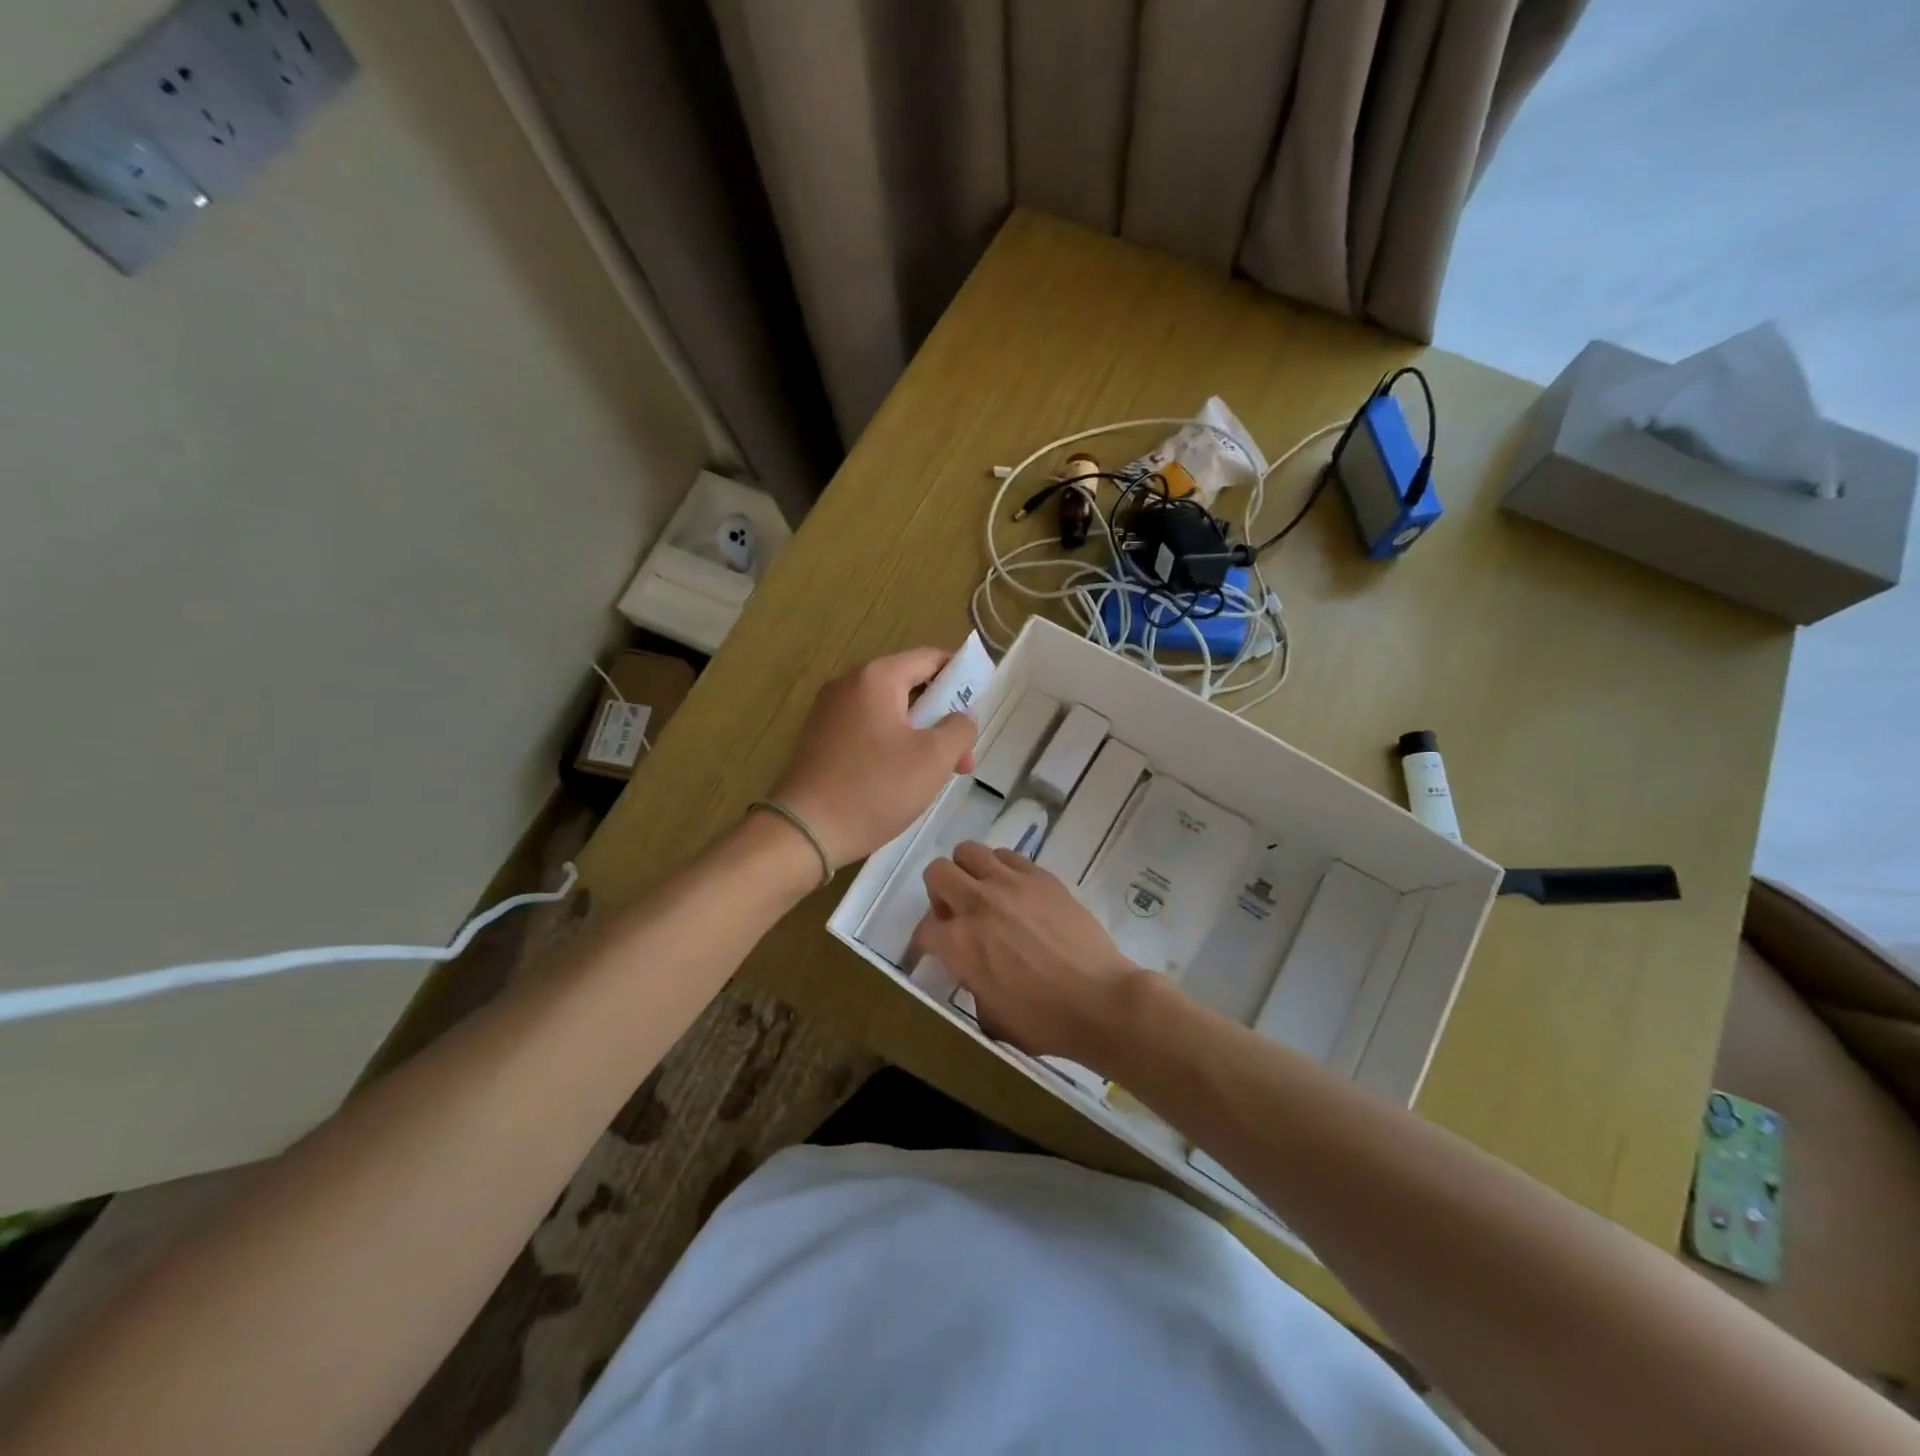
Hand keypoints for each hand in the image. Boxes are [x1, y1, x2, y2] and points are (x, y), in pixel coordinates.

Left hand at [770, 648, 977, 867]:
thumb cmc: (875, 788)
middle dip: (943, 718)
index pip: (931, 658)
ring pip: (891, 712)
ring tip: (936, 775)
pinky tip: (902, 779)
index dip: (962, 678)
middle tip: (962, 759)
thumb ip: (959, 729)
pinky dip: (892, 745)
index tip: (980, 710)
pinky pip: (868, 729)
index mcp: (877, 677)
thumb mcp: (933, 759)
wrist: (806, 830)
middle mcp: (849, 684)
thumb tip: (962, 716)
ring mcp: (830, 711)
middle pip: (911, 686)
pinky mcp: (820, 738)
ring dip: (920, 736)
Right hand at [914, 842, 1145, 1068]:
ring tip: (984, 893)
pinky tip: (1015, 891)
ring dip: (968, 872)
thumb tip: (971, 968)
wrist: (1099, 1000)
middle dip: (939, 893)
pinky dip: (1001, 868)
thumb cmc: (1043, 1021)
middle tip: (957, 913)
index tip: (940, 950)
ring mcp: (1010, 884)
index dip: (928, 942)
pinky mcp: (1040, 876)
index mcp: (959, 944)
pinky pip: (1008, 855)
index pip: (924, 929)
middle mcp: (977, 904)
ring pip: (969, 852)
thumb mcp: (990, 1015)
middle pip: (937, 872)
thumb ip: (971, 982)